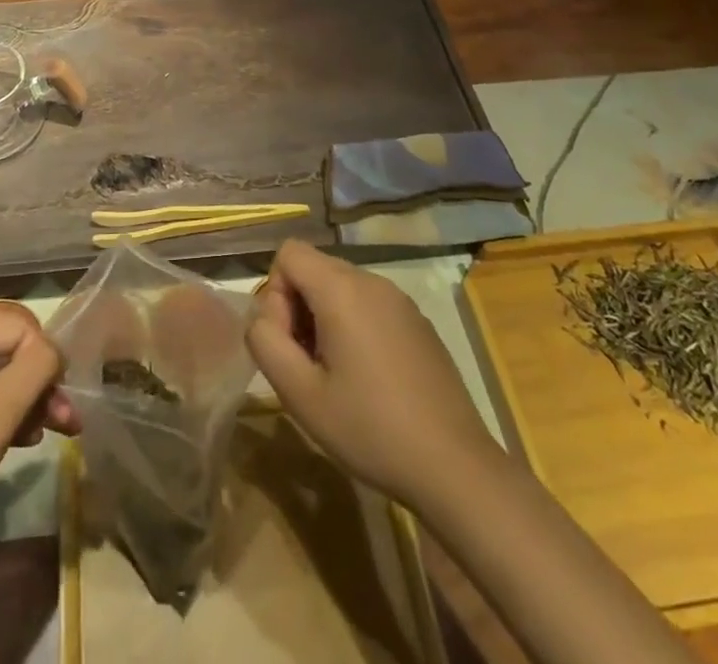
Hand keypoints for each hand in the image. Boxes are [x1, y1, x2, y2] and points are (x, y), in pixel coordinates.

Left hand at [0, 306, 78, 543]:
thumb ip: (36, 368)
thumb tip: (54, 350)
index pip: (18, 325)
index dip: (45, 358)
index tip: (61, 397)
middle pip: (5, 350)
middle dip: (39, 384)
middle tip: (67, 421)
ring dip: (23, 401)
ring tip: (46, 435)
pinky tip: (18, 439)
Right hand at [247, 239, 498, 511]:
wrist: (455, 466)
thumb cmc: (371, 429)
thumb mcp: (300, 395)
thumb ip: (265, 343)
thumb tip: (262, 318)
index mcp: (342, 289)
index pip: (288, 253)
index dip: (275, 294)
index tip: (290, 344)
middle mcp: (372, 281)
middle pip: (314, 268)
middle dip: (297, 309)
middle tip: (308, 367)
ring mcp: (399, 299)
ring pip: (341, 287)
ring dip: (324, 320)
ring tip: (336, 377)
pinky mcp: (418, 321)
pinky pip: (369, 305)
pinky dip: (354, 327)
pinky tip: (368, 380)